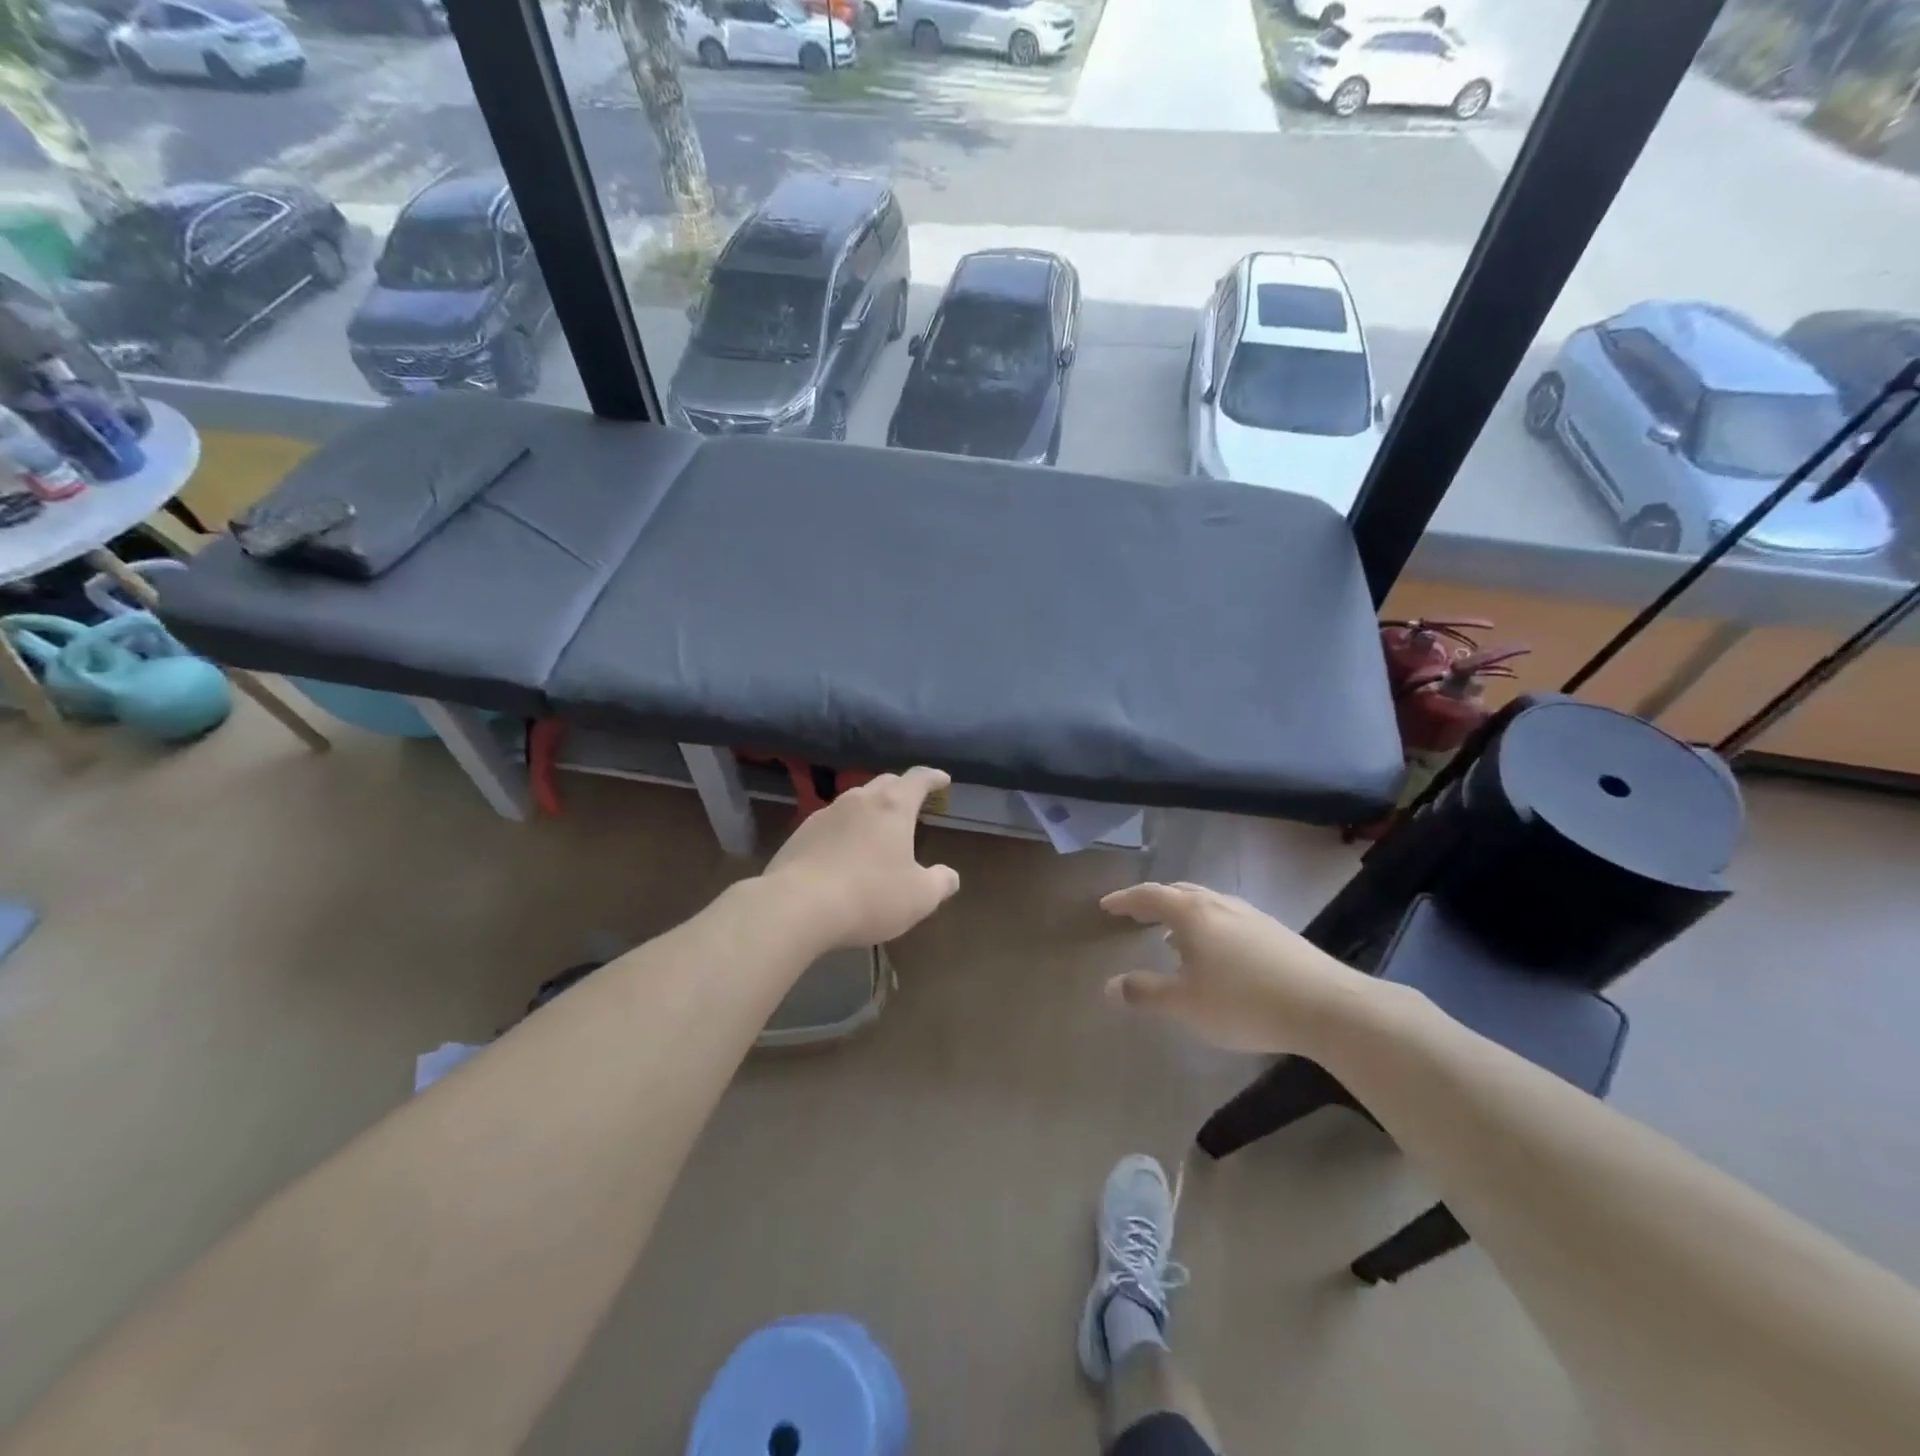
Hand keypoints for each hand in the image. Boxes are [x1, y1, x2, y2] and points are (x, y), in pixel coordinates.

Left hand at [762, 767, 960, 949]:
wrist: (796, 906)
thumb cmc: (869, 896)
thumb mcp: (919, 897)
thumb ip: (940, 883)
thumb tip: (950, 876)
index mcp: (893, 807)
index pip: (918, 779)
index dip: (933, 778)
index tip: (943, 780)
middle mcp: (859, 800)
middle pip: (885, 783)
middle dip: (902, 789)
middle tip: (913, 803)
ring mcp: (825, 813)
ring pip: (855, 801)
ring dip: (871, 808)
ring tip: (878, 828)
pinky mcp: (800, 833)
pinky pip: (831, 822)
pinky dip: (845, 829)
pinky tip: (844, 851)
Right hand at [1099, 882, 1370, 1054]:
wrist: (1325, 1006)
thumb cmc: (1243, 1002)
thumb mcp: (1185, 1004)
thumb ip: (1145, 993)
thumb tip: (1109, 986)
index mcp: (1192, 914)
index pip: (1149, 896)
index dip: (1125, 899)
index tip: (1106, 905)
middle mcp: (1219, 904)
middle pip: (1179, 892)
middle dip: (1153, 901)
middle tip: (1135, 913)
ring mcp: (1250, 915)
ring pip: (1206, 903)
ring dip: (1182, 913)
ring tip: (1170, 935)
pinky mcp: (1275, 932)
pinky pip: (1227, 917)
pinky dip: (1207, 925)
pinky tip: (1215, 952)